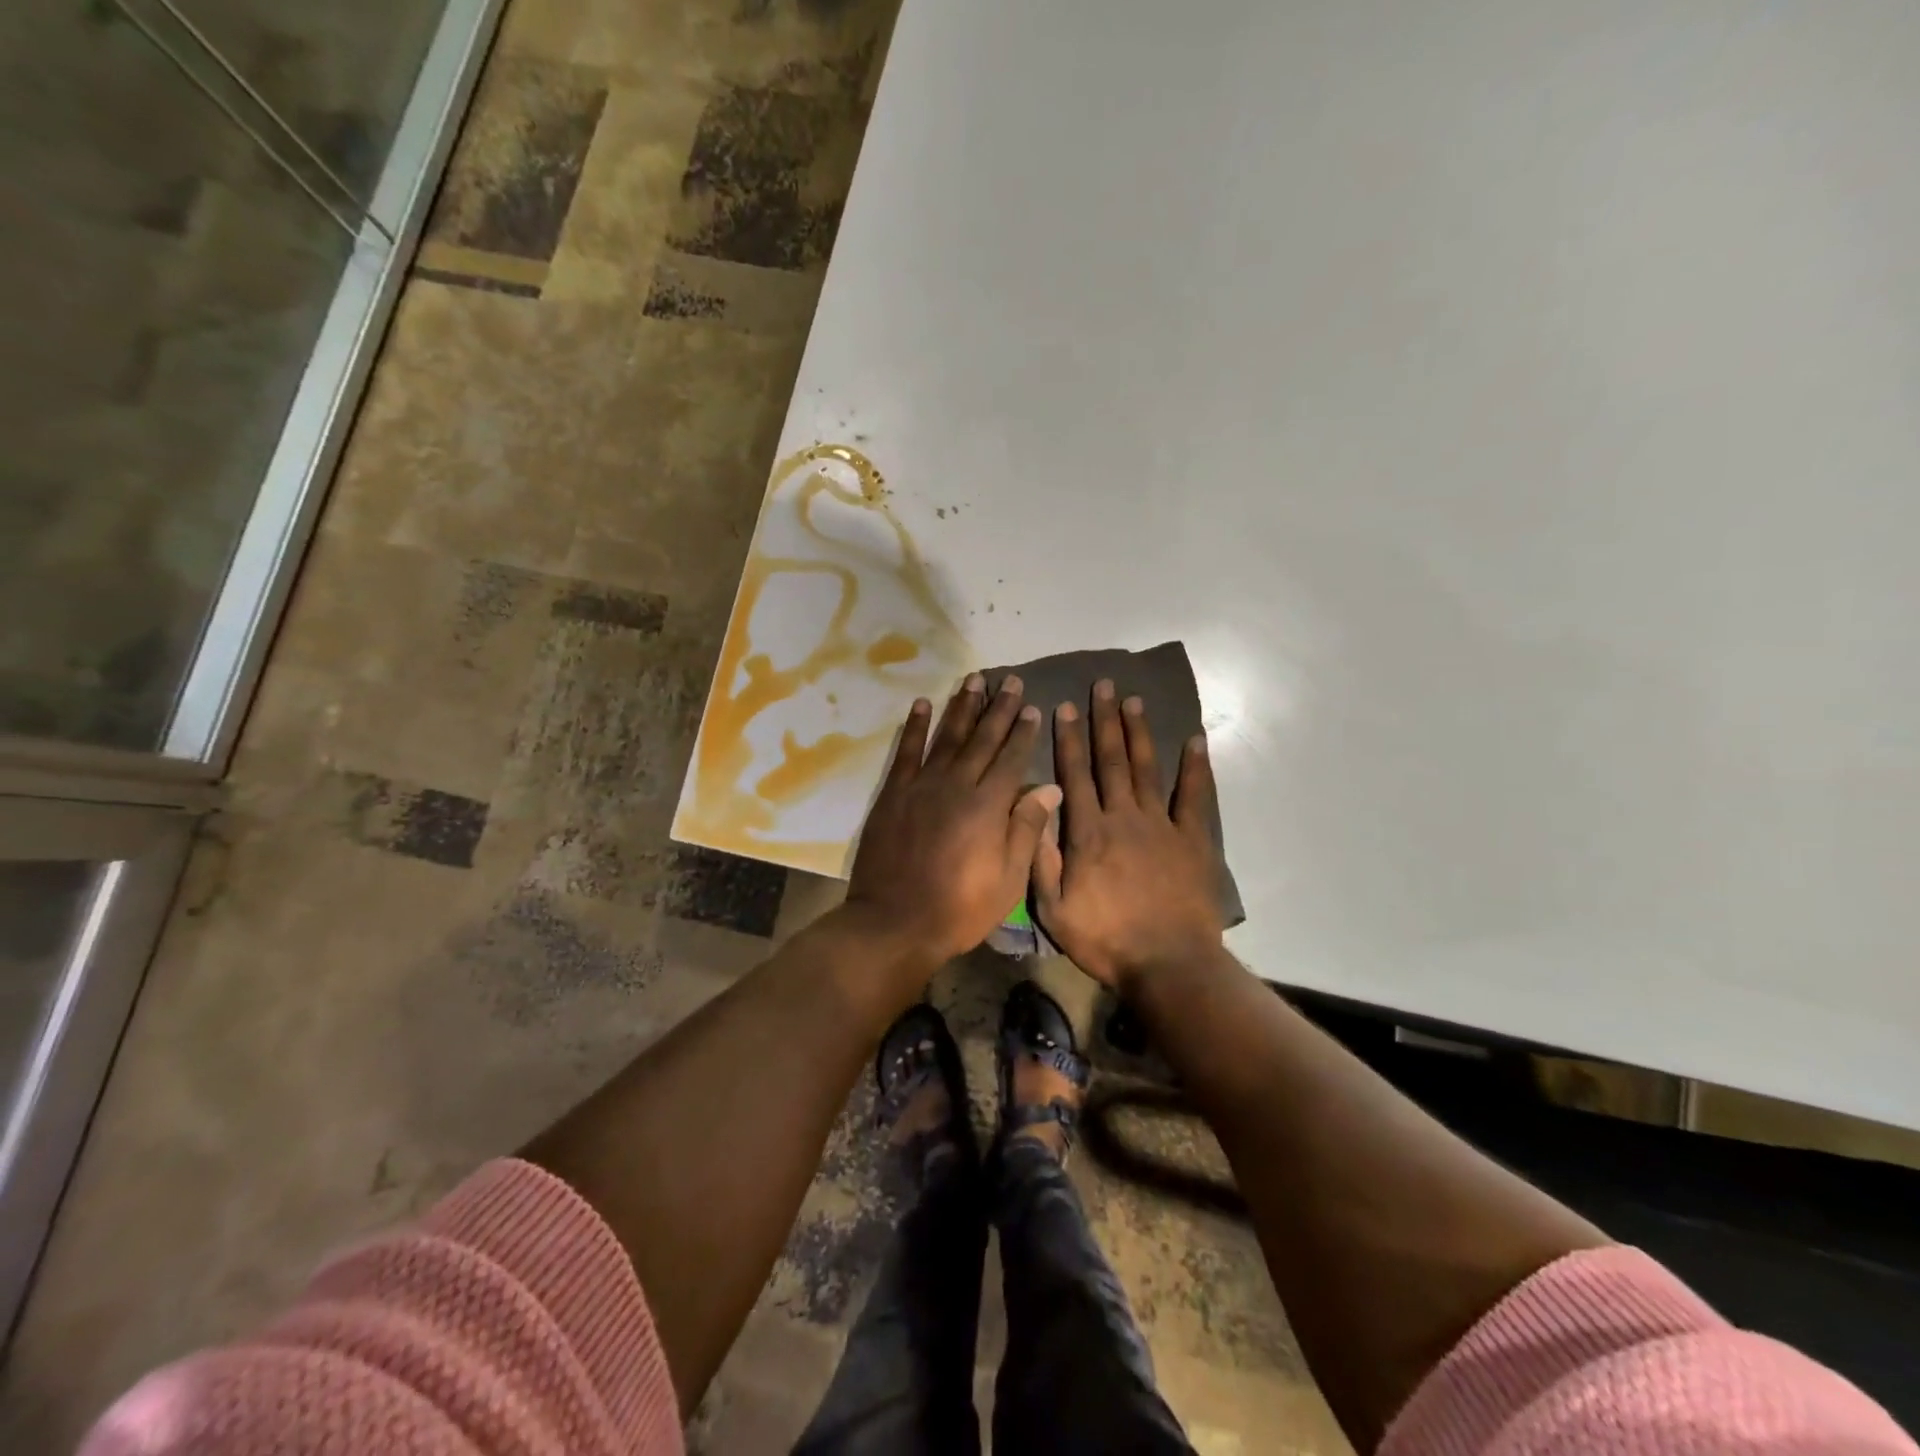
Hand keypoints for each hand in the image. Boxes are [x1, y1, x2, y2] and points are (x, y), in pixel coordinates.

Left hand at [846, 673, 1061, 963]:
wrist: (895, 922)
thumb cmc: (960, 908)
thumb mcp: (1008, 879)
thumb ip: (1027, 828)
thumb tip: (1050, 786)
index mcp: (988, 806)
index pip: (1012, 758)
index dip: (1024, 732)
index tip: (1034, 707)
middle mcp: (957, 785)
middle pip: (983, 739)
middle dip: (999, 709)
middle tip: (1012, 681)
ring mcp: (922, 786)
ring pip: (947, 736)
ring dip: (962, 706)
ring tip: (974, 679)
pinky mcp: (894, 793)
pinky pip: (906, 751)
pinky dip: (914, 726)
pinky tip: (922, 703)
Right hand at [1033, 680, 1224, 990]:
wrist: (1169, 964)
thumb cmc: (1106, 940)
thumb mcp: (1054, 909)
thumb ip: (1042, 858)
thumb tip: (1037, 810)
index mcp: (1088, 832)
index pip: (1075, 774)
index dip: (1069, 739)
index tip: (1065, 706)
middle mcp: (1124, 817)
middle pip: (1112, 760)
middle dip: (1105, 721)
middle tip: (1104, 686)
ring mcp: (1162, 825)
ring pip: (1147, 769)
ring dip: (1139, 733)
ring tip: (1135, 701)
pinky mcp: (1193, 840)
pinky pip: (1194, 796)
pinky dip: (1196, 768)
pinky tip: (1195, 741)